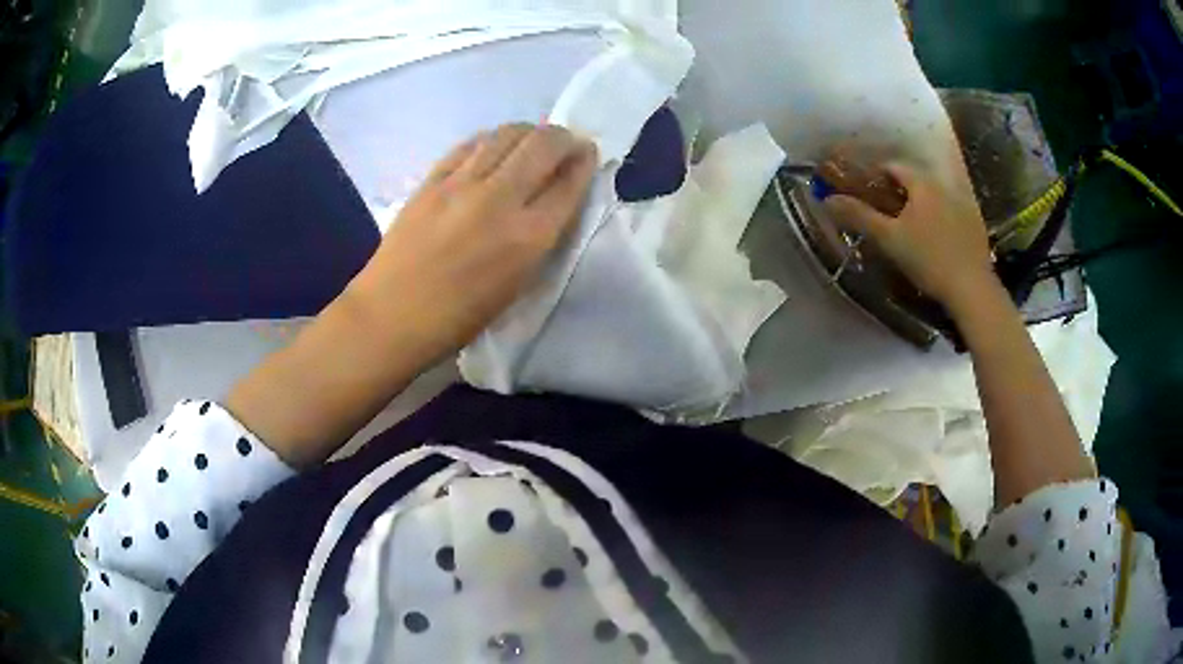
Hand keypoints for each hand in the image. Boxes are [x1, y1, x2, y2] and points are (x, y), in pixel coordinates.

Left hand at [346, 123, 598, 358]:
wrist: (391, 316)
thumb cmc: (459, 318)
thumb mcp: (517, 286)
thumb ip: (539, 239)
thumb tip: (551, 201)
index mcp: (528, 237)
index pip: (569, 182)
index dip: (584, 161)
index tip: (587, 155)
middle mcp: (500, 199)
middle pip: (543, 144)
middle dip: (563, 136)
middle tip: (565, 144)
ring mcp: (461, 184)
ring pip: (506, 134)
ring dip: (528, 131)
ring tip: (530, 143)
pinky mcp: (432, 180)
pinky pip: (470, 144)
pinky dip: (491, 140)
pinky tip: (493, 148)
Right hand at [821, 162, 996, 314]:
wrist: (972, 289)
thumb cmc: (928, 259)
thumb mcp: (889, 239)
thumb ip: (859, 216)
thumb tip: (827, 199)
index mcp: (922, 184)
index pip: (893, 167)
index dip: (875, 176)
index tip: (864, 193)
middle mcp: (943, 186)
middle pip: (915, 182)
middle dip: (897, 193)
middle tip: (884, 214)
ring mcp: (963, 206)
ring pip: (933, 198)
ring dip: (919, 207)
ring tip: (908, 230)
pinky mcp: (975, 227)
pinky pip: (950, 214)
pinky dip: (938, 221)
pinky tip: (934, 243)